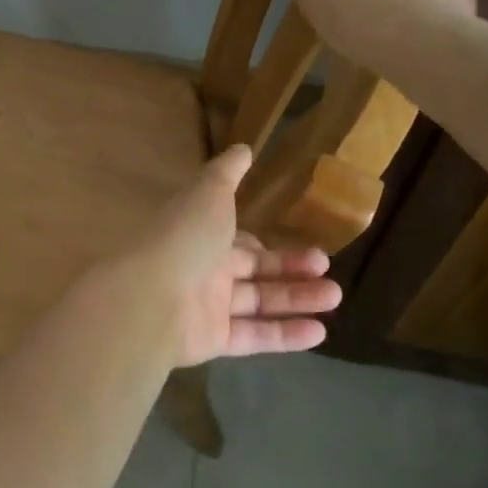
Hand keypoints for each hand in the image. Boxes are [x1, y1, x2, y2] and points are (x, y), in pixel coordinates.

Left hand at [96, 144, 341, 366]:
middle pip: (255, 271)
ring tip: (336, 296)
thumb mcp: (210, 193)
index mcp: (202, 234)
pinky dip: (286, 334)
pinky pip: (255, 336)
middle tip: (327, 268)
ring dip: (298, 299)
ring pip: (260, 303)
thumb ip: (227, 172)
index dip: (270, 245)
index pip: (240, 242)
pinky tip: (320, 331)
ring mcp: (208, 307)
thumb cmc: (185, 237)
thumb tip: (243, 147)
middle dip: (292, 269)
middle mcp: (205, 269)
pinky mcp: (214, 340)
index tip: (306, 244)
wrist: (151, 297)